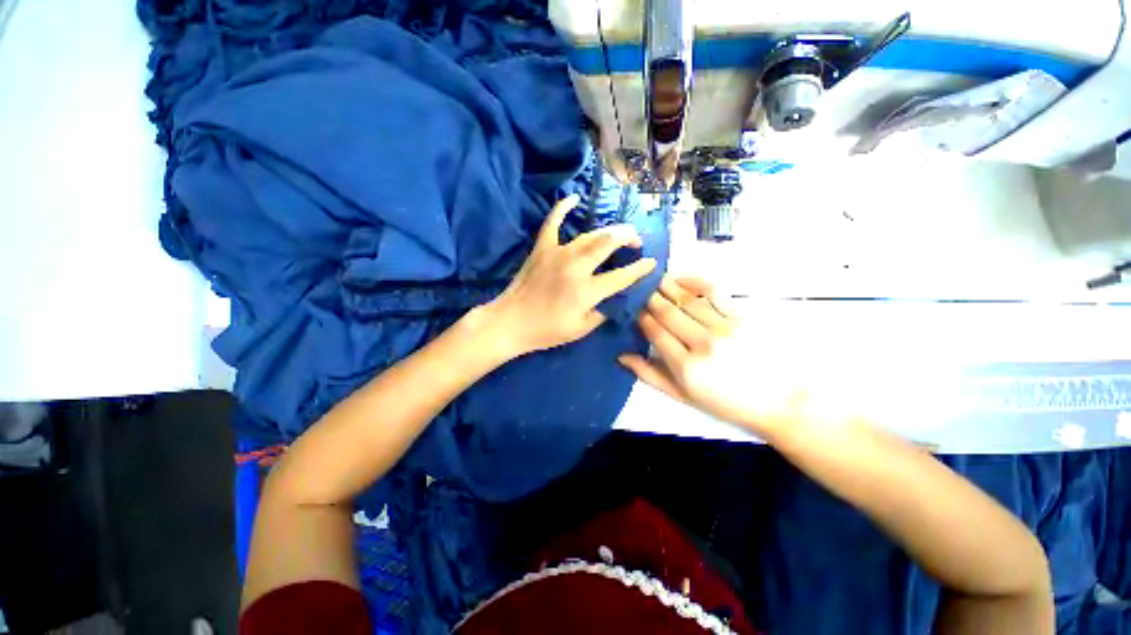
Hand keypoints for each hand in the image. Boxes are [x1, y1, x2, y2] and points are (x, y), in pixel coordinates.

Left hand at [484, 194, 656, 357]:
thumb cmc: (546, 330)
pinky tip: (574, 198)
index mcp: (586, 291)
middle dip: (628, 238)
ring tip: (618, 233)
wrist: (510, 322)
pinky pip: (553, 222)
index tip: (651, 263)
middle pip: (608, 243)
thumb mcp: (580, 329)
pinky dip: (562, 208)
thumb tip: (613, 299)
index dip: (640, 269)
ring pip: (589, 235)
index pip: (621, 276)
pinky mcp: (542, 248)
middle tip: (636, 241)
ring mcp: (557, 254)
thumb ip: (602, 313)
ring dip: (608, 231)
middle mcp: (576, 267)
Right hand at [619, 276, 773, 428]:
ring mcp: (724, 327)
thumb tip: (622, 356)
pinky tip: (682, 278)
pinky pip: (714, 292)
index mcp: (685, 367)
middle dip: (649, 299)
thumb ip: (650, 375)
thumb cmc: (727, 403)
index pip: (654, 331)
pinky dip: (695, 281)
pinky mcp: (742, 316)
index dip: (640, 317)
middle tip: (639, 290)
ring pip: (686, 299)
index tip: (634, 310)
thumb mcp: (684, 396)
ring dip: (667, 287)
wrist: (780, 401)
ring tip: (655, 280)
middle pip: (667, 312)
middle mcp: (702, 343)